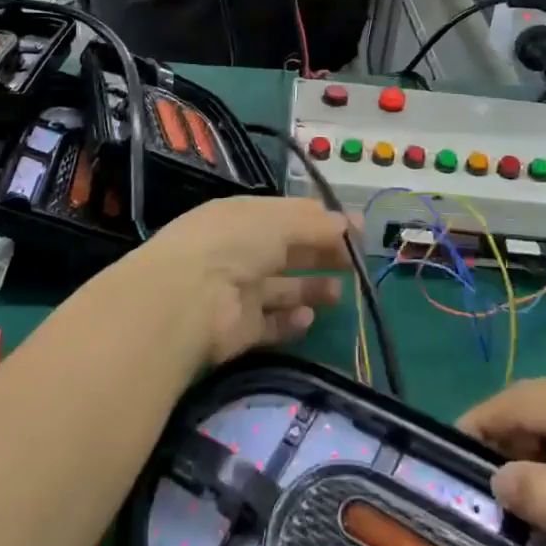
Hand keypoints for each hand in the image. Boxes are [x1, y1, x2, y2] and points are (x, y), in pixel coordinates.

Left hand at [119, 197, 349, 367]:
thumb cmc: (235, 243)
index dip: (321, 220)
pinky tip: (308, 318)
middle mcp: (239, 251)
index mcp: (244, 217)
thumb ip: (315, 224)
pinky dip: (290, 322)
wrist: (188, 299)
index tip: (356, 229)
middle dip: (320, 254)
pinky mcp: (239, 330)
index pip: (287, 215)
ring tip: (337, 294)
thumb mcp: (279, 221)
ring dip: (309, 289)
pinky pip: (270, 324)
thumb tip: (348, 223)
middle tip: (355, 263)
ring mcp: (237, 292)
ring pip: (281, 289)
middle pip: (288, 252)